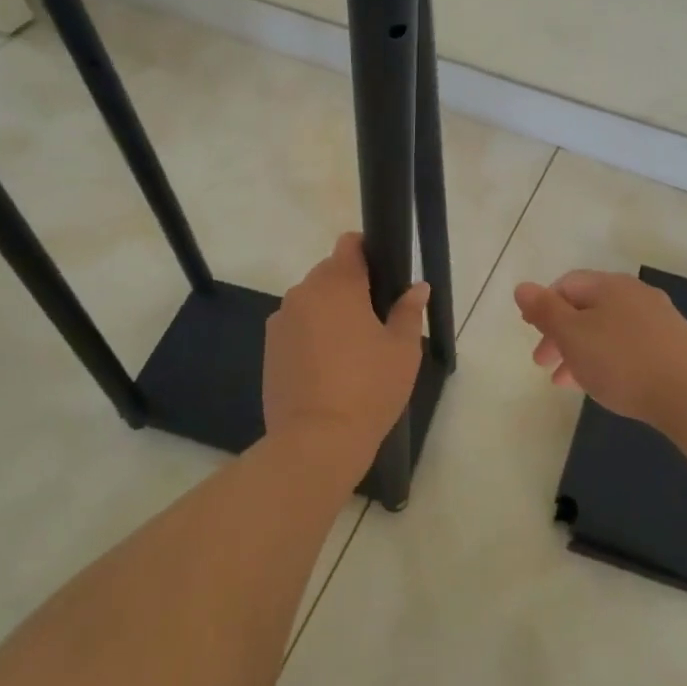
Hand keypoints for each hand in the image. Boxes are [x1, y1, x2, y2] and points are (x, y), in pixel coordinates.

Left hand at [263, 233, 428, 463]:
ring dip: (329, 312)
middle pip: (330, 273)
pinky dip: (311, 336)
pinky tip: (328, 368)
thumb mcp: (402, 350)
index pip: (349, 244)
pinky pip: (296, 327)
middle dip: (351, 287)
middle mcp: (303, 293)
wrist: (316, 441)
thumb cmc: (368, 388)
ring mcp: (281, 321)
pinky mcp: (269, 349)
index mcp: (338, 284)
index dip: (368, 251)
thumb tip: (417, 287)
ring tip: (351, 349)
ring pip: (311, 302)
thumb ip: (408, 311)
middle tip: (376, 321)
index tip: (384, 275)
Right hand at [514, 271, 686, 434]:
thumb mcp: (573, 336)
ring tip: (567, 383)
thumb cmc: (623, 361)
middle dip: (560, 334)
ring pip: (607, 330)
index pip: (567, 285)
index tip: (530, 332)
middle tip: (543, 364)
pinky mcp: (674, 346)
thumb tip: (522, 286)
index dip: (543, 305)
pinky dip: (607, 360)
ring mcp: (659, 320)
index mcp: (609, 286)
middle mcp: (635, 295)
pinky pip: (628, 346)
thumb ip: (545, 311)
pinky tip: (605, 384)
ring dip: (581, 351)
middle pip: (587, 308)